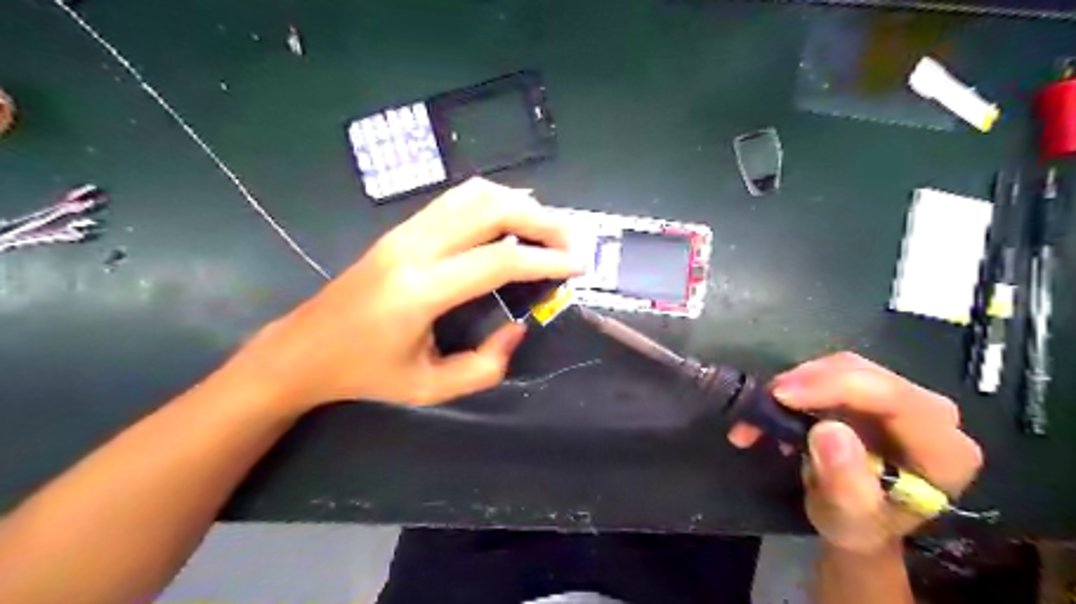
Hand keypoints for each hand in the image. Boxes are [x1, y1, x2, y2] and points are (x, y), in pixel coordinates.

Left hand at [226, 174, 579, 410]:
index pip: (497, 261)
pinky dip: (492, 201)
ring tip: (548, 226)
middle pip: (489, 211)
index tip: (578, 265)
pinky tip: (511, 217)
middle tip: (572, 240)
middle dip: (540, 221)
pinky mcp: (400, 229)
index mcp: (420, 291)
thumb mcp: (429, 388)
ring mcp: (404, 232)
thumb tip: (517, 327)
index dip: (545, 260)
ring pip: (472, 195)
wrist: (303, 349)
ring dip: (518, 204)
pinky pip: (455, 200)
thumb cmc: (365, 375)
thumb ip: (483, 366)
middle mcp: (413, 249)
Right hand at [727, 351, 980, 553]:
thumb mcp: (848, 518)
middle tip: (764, 401)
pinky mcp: (872, 392)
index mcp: (943, 450)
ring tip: (763, 409)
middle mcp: (931, 415)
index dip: (836, 387)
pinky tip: (775, 406)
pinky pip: (831, 373)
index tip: (782, 396)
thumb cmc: (859, 525)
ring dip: (796, 383)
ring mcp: (901, 398)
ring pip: (843, 367)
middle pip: (866, 375)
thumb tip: (827, 430)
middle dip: (808, 382)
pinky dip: (797, 385)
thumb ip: (844, 480)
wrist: (857, 521)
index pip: (895, 399)